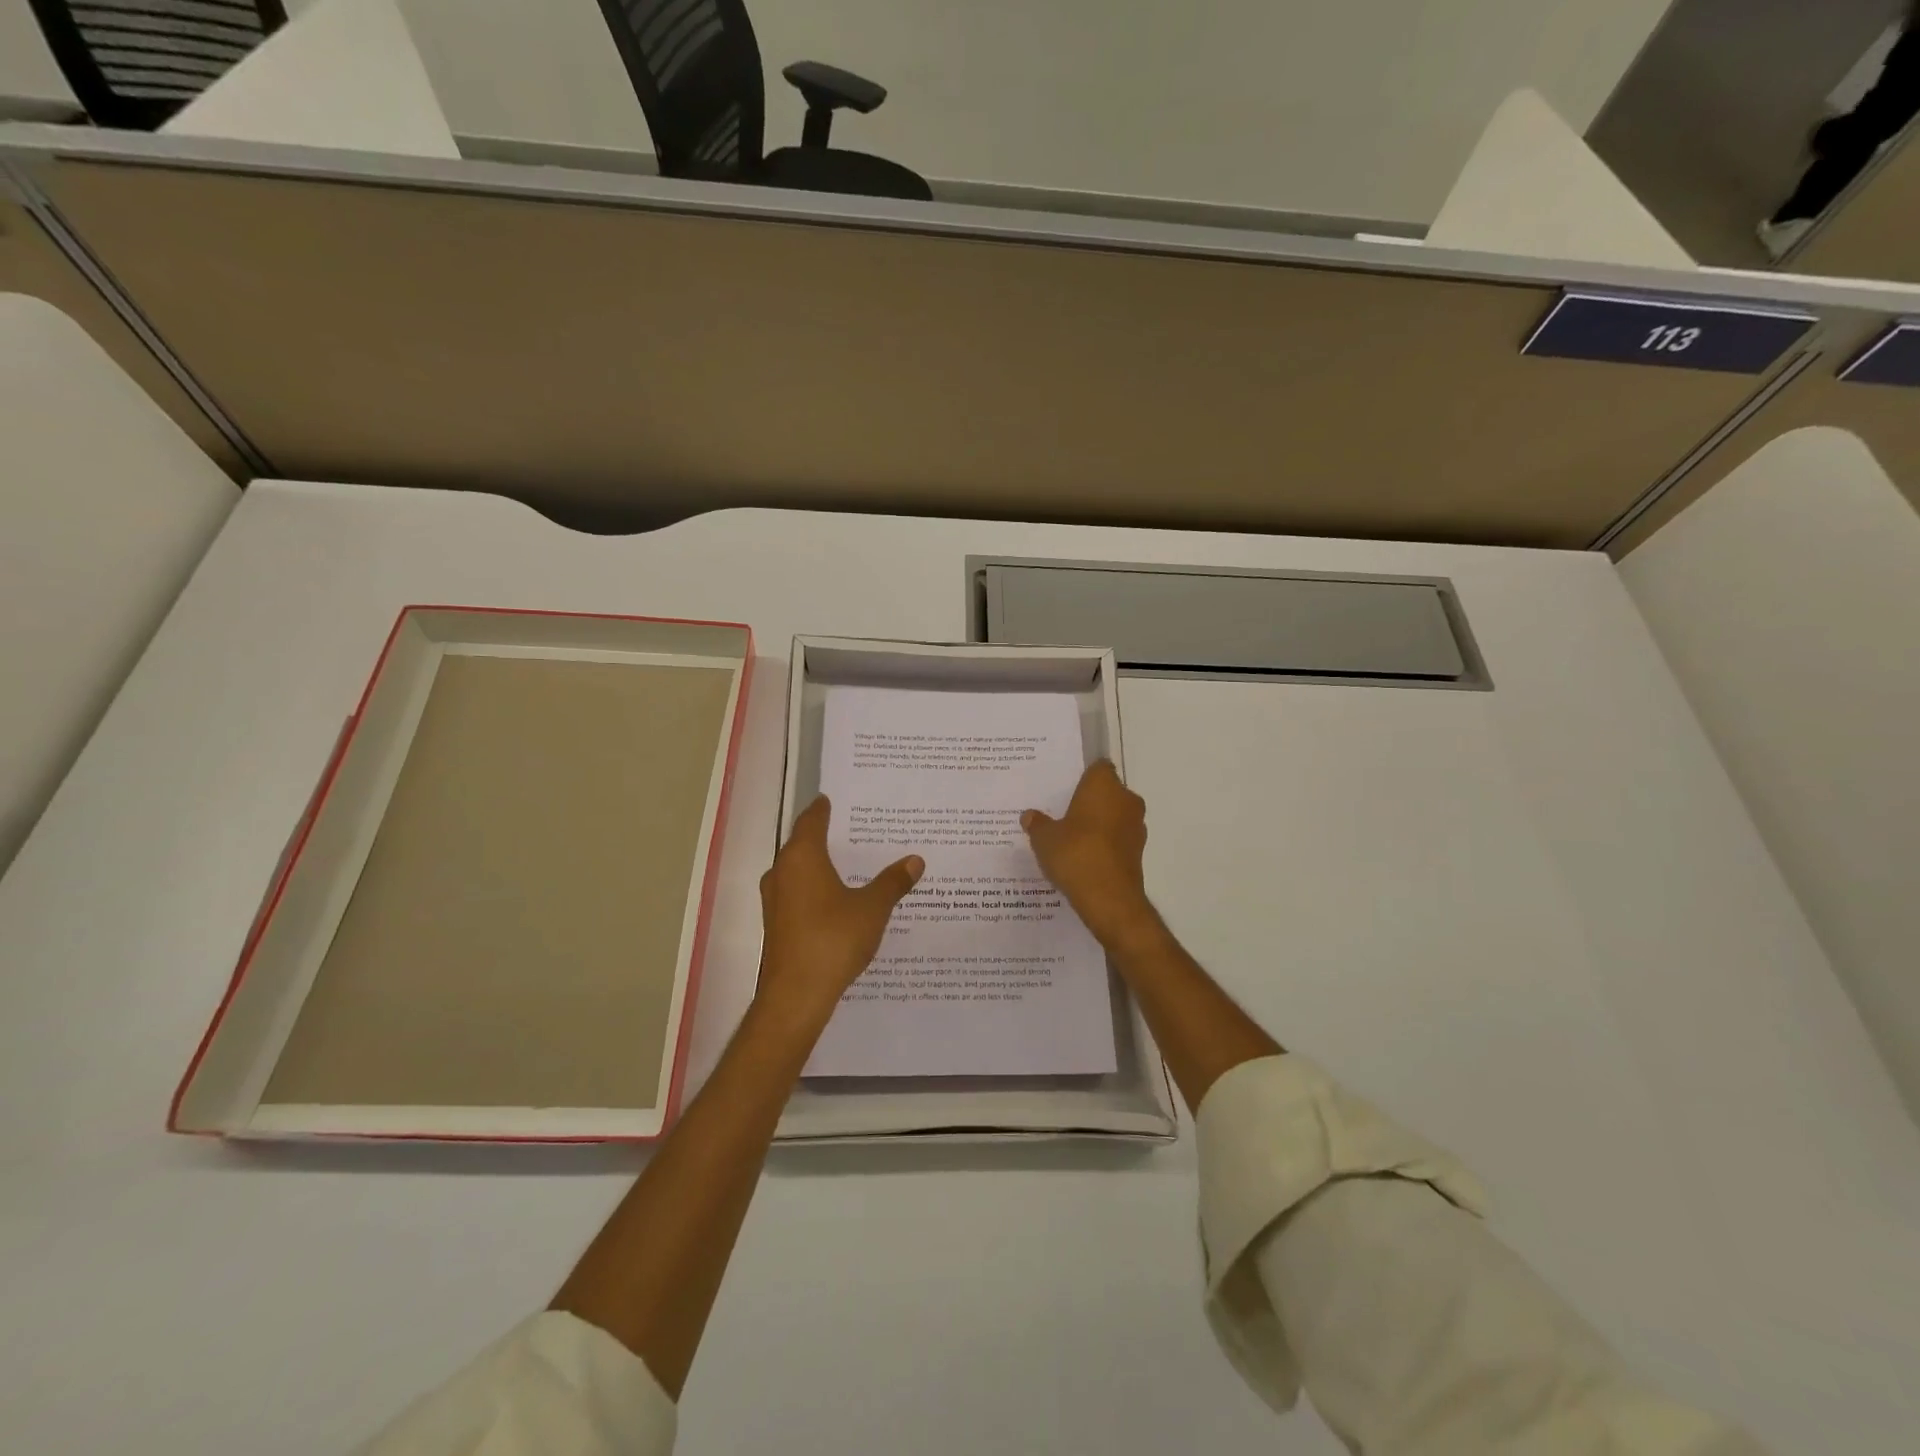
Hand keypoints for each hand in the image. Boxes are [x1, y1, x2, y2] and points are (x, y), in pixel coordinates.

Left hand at [756, 796, 922, 1026]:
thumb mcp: (872, 908)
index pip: (811, 820)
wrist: (796, 995)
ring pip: (798, 871)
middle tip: (855, 830)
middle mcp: (782, 872)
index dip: (824, 809)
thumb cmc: (833, 940)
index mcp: (802, 857)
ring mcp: (775, 900)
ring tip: (850, 864)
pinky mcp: (776, 924)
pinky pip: (797, 894)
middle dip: (826, 837)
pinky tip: (838, 899)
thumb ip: (893, 882)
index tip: (835, 800)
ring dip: (820, 866)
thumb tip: (915, 860)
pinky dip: (815, 889)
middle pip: (802, 844)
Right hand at [1021, 761, 1157, 949]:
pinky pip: (1118, 839)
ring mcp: (1136, 826)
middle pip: (1107, 792)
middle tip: (1063, 813)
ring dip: (1098, 824)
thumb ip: (1037, 824)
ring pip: (1114, 816)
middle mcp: (1126, 799)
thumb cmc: (1075, 854)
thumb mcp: (1044, 838)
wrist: (1108, 898)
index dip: (1083, 776)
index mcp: (1104, 785)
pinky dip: (1105, 844)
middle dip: (1089, 801)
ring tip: (1071, 839)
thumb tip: (1029, 816)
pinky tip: (1084, 858)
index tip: (1066, 788)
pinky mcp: (1138, 851)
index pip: (1098, 767)